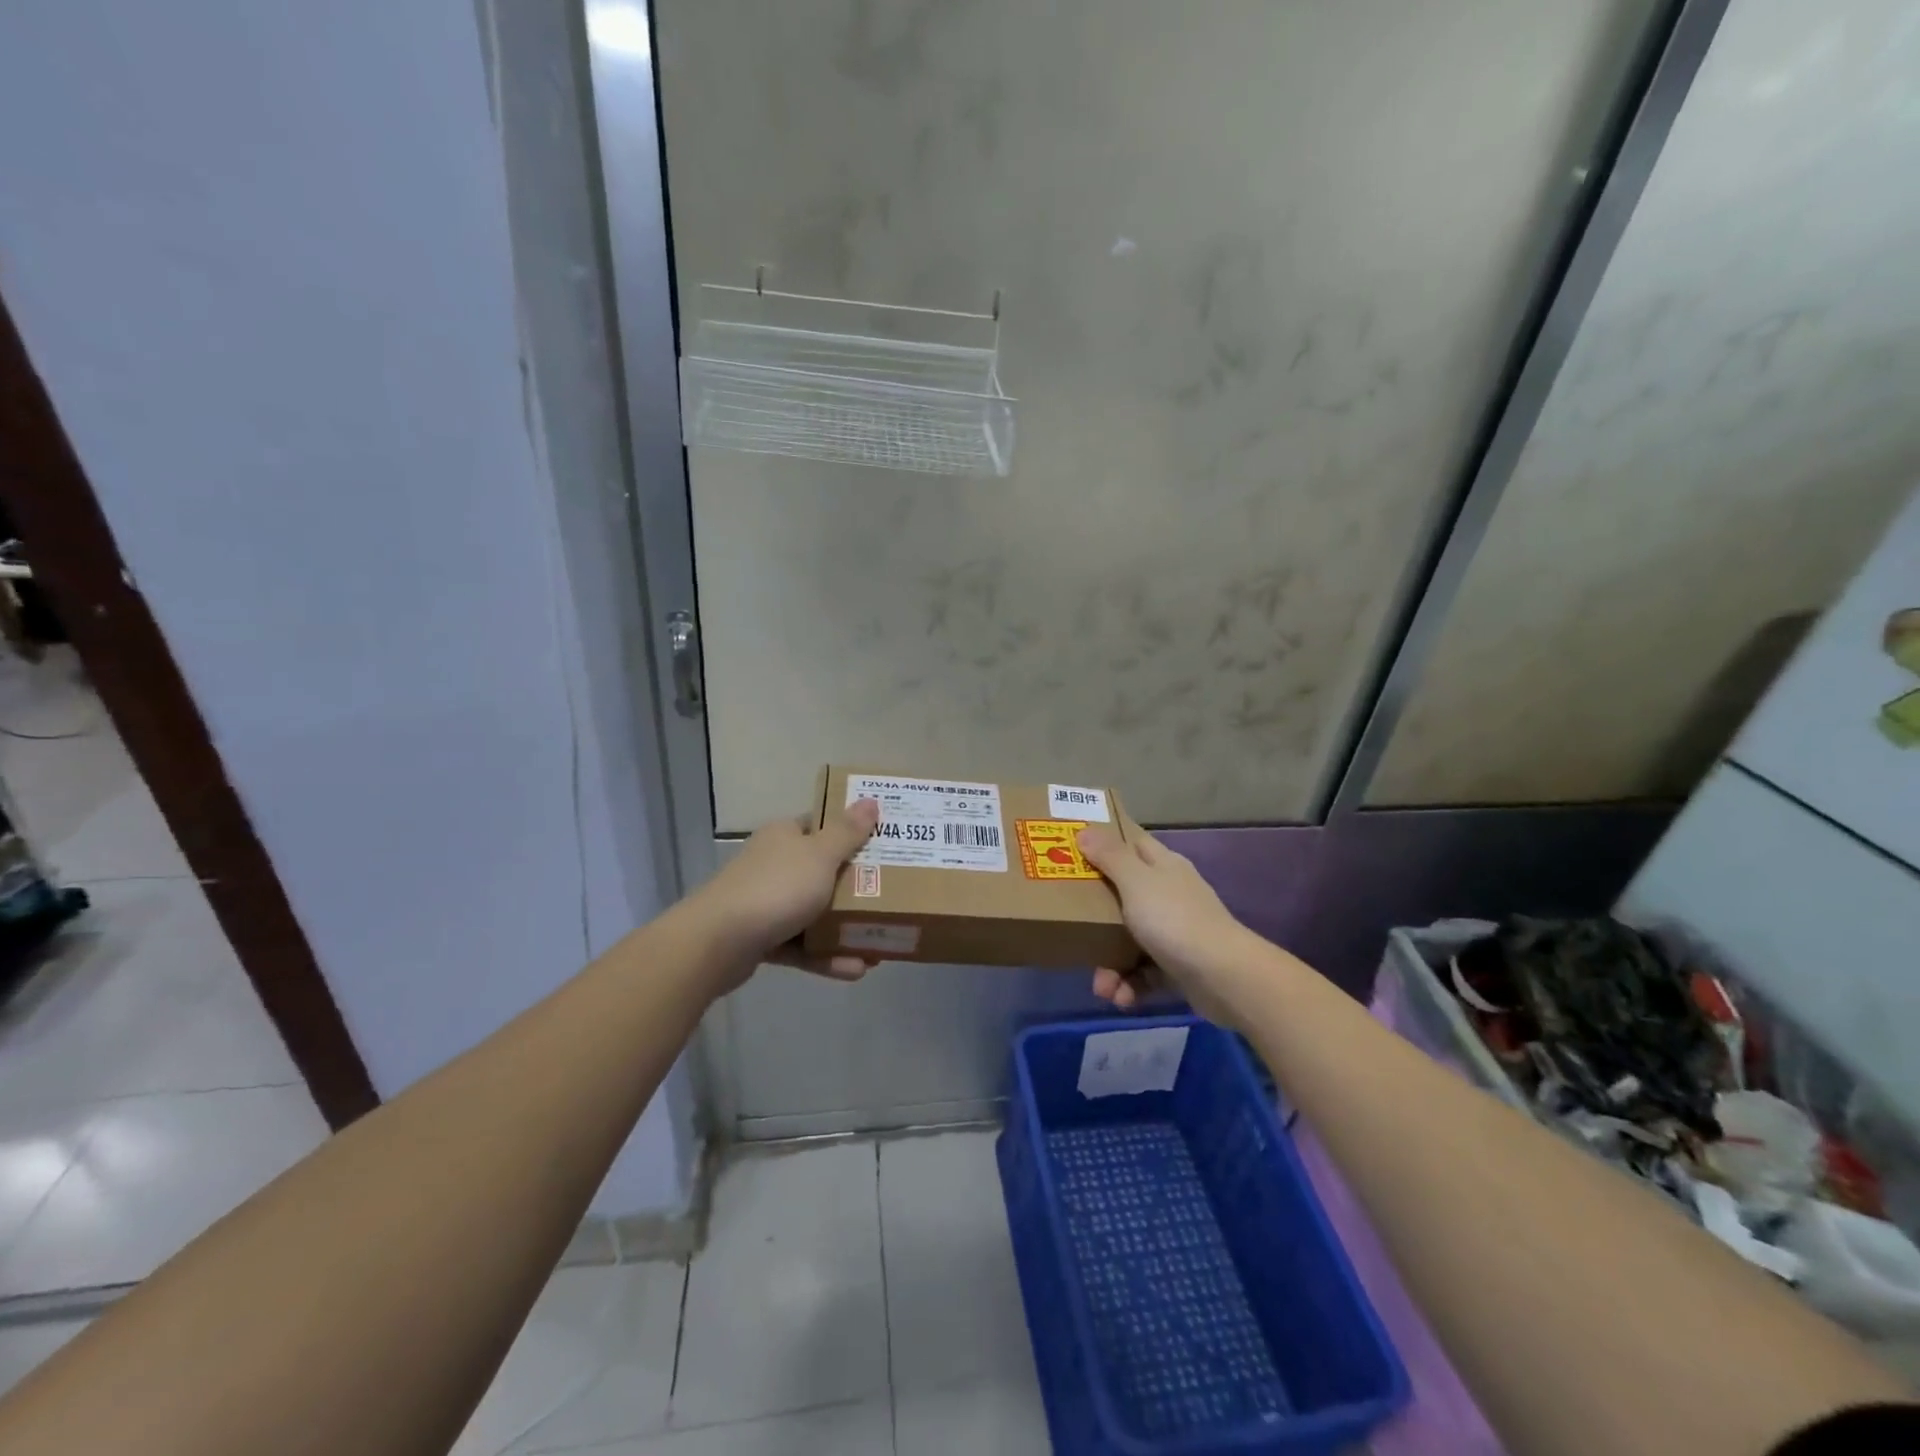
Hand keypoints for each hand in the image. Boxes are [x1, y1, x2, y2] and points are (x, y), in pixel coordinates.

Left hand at [687, 799, 880, 991]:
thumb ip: (848, 832)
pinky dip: (826, 956)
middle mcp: (775, 864)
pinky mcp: (761, 939)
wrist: (716, 943)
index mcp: (786, 836)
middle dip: (857, 888)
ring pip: (814, 913)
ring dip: (846, 930)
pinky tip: (855, 970)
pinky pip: (802, 945)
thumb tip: (871, 800)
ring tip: (879, 948)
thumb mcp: (820, 856)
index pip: (822, 826)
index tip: (885, 845)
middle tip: (891, 897)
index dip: (853, 833)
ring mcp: (766, 902)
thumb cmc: (775, 888)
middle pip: (823, 871)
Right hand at [1076, 823, 1256, 1020]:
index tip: (1074, 848)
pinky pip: (1145, 971)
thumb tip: (1086, 830)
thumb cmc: (1175, 920)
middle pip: (1124, 894)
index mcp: (1163, 865)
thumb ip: (1111, 857)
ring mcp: (1176, 930)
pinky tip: (1121, 999)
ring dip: (1111, 964)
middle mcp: (1170, 894)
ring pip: (1131, 939)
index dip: (1105, 842)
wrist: (1225, 978)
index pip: (1132, 842)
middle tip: (1071, 923)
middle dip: (1096, 916)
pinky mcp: (1179, 965)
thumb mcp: (1137, 882)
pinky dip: (1130, 985)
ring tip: (1101, 987)